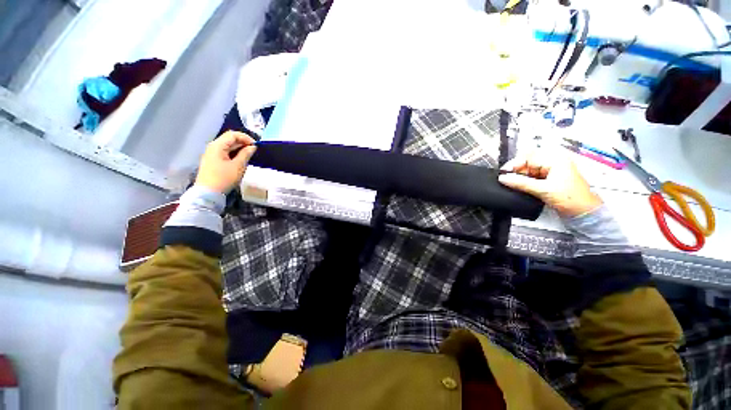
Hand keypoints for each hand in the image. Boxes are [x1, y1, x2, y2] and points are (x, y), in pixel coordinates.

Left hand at [195, 131, 256, 193]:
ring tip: (249, 155)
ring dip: (239, 148)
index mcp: (218, 145)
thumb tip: (252, 147)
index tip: (256, 146)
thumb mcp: (238, 166)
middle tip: (254, 150)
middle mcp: (213, 147)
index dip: (246, 138)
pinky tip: (240, 159)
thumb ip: (246, 154)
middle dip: (243, 142)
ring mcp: (211, 154)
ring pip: (227, 146)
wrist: (208, 192)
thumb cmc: (224, 178)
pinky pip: (225, 152)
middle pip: (229, 139)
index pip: (233, 134)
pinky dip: (234, 153)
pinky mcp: (212, 161)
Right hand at [498, 149, 602, 217]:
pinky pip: (532, 177)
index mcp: (555, 160)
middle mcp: (553, 162)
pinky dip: (525, 182)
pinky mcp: (549, 179)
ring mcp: (551, 171)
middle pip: (527, 162)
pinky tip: (521, 187)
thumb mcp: (543, 190)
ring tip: (515, 186)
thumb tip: (502, 178)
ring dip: (520, 177)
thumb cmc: (570, 198)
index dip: (515, 164)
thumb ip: (521, 183)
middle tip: (508, 181)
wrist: (584, 212)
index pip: (528, 156)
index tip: (504, 174)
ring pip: (528, 170)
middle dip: (517, 171)